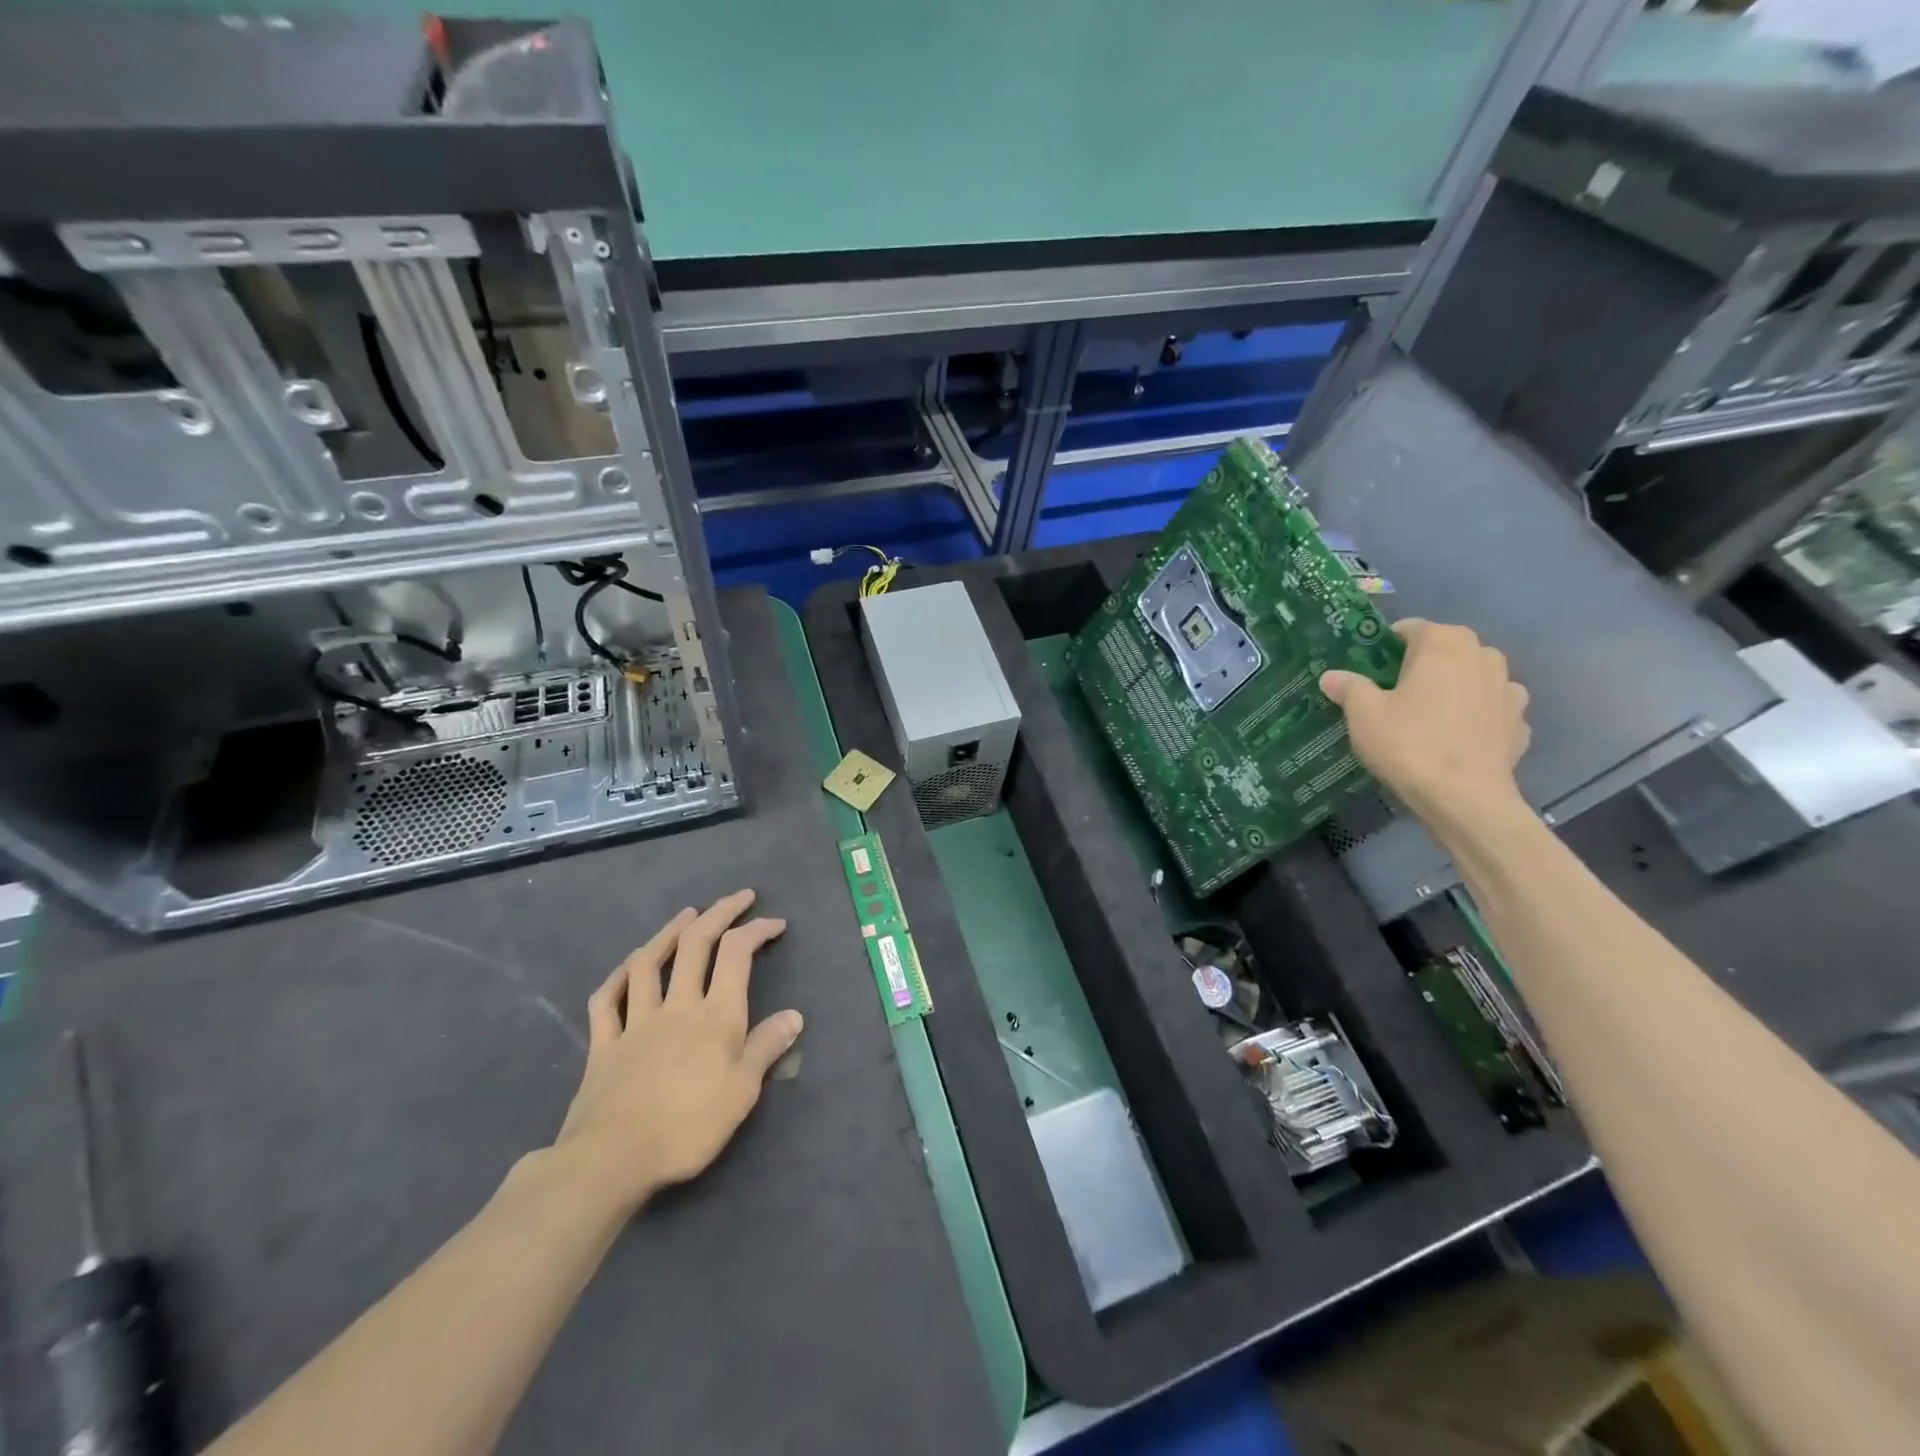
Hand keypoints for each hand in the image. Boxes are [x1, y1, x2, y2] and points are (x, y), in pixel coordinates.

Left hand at [552, 889, 803, 1216]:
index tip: (775, 923)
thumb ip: (766, 1048)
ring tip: (686, 915)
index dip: (757, 930)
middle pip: (696, 945)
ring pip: (649, 963)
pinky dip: (617, 976)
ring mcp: (635, 1021)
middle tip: (739, 898)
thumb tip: (794, 1015)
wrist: (611, 1159)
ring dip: (669, 932)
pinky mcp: (604, 1044)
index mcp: (715, 1015)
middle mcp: (677, 1005)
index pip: (738, 955)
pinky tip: (627, 966)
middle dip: (720, 913)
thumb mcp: (742, 1092)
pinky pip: (606, 1000)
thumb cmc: (687, 1127)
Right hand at [1320, 619, 1531, 825]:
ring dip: (1452, 690)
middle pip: (1444, 651)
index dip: (1384, 649)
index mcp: (1445, 642)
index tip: (1368, 673)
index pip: (1409, 629)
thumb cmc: (1409, 744)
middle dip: (1420, 667)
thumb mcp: (1363, 714)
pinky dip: (1474, 718)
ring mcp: (1509, 689)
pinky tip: (1454, 741)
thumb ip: (1349, 687)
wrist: (1465, 798)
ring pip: (1471, 679)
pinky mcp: (1520, 723)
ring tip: (1426, 719)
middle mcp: (1484, 655)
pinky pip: (1490, 710)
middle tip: (1392, 696)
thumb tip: (1332, 677)